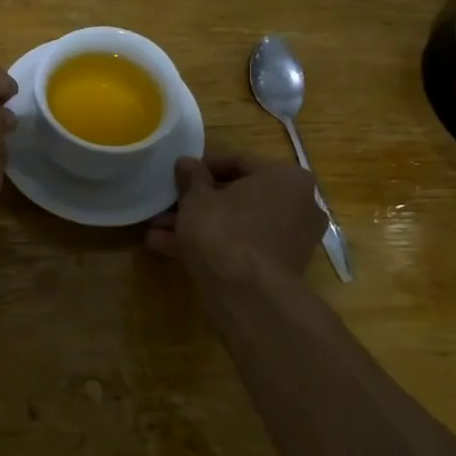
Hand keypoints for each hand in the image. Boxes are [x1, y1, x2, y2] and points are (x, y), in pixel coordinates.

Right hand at [147, 153, 326, 283]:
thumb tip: (186, 163)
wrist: (247, 293)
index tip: (179, 176)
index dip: (203, 167)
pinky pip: (241, 245)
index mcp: (286, 178)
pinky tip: (169, 247)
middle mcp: (298, 204)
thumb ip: (191, 177)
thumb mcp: (196, 198)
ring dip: (198, 224)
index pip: (239, 162)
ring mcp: (291, 239)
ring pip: (236, 223)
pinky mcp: (279, 266)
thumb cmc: (224, 230)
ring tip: (157, 229)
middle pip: (238, 196)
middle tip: (168, 204)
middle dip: (198, 201)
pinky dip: (212, 244)